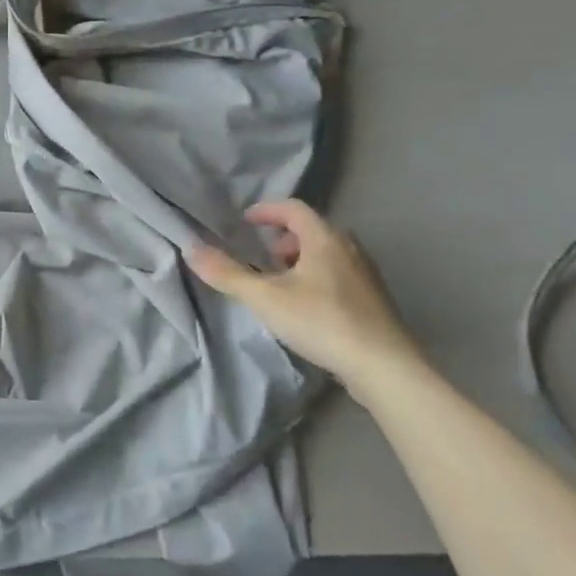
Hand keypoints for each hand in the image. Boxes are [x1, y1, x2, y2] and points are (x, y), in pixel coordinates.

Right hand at [188, 199, 425, 398]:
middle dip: (283, 238)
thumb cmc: (322, 322)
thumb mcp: (265, 298)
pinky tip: (306, 307)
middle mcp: (350, 249)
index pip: (294, 209)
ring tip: (279, 283)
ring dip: (300, 260)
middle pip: (313, 230)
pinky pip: (339, 275)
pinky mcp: (374, 301)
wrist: (383, 366)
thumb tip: (191, 249)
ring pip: (327, 254)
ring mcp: (366, 275)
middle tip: (261, 255)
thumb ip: (228, 274)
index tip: (245, 221)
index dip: (267, 211)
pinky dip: (317, 278)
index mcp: (325, 239)